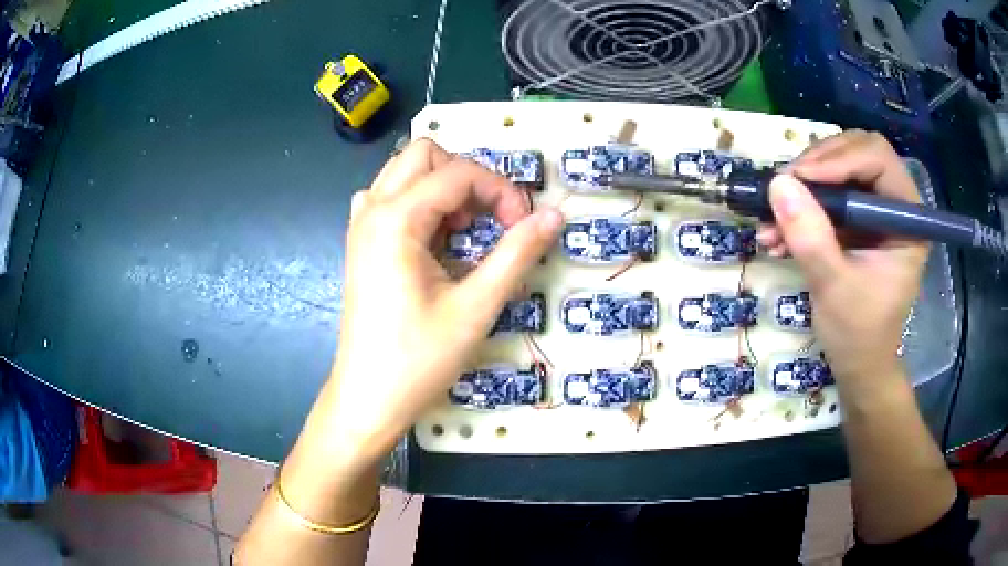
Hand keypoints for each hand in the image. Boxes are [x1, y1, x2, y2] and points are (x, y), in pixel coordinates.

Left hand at [323, 138, 561, 467]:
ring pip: (406, 173)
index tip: (523, 227)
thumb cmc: (419, 359)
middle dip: (467, 178)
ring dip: (443, 189)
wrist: (368, 399)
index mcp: (396, 219)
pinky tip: (433, 241)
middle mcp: (372, 210)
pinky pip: (391, 199)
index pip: (459, 172)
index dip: (501, 191)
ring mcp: (361, 225)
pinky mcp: (361, 244)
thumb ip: (517, 254)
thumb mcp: (476, 307)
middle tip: (490, 221)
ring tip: (464, 233)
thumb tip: (554, 216)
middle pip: (426, 155)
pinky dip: (420, 204)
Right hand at [757, 130, 928, 384]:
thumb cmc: (858, 334)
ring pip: (839, 168)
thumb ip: (810, 237)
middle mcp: (895, 205)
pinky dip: (802, 207)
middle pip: (857, 152)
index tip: (799, 178)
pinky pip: (828, 195)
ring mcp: (875, 211)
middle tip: (786, 187)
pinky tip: (777, 232)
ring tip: (771, 218)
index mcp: (908, 219)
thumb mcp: (834, 288)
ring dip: (804, 187)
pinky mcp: (858, 220)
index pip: (878, 159)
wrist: (859, 364)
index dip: (839, 159)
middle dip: (818, 165)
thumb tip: (778, 184)